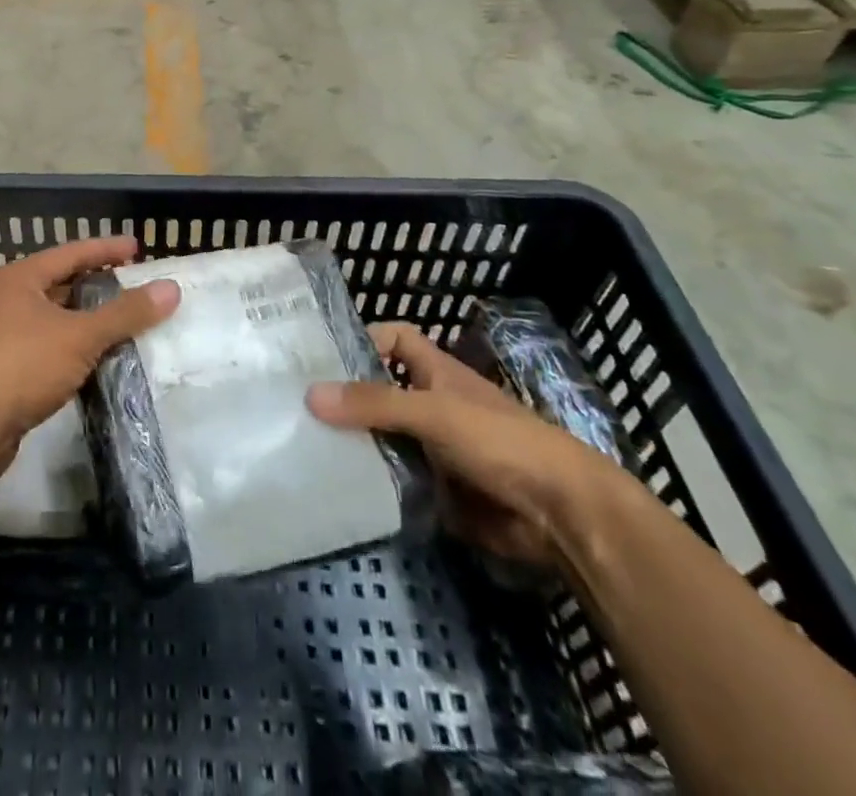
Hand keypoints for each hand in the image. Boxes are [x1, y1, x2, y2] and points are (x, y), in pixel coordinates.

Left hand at [0, 236, 178, 477]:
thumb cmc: (21, 364)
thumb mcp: (80, 335)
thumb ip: (125, 313)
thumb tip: (171, 289)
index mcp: (22, 278)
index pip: (72, 253)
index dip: (106, 249)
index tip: (137, 248)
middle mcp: (10, 300)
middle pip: (62, 284)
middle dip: (99, 286)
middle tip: (136, 287)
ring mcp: (5, 337)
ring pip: (57, 320)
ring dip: (89, 321)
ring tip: (126, 323)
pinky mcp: (7, 371)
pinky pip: (51, 349)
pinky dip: (76, 349)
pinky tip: (99, 361)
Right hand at [307, 322, 628, 566]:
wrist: (561, 516)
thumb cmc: (500, 442)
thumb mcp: (434, 412)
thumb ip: (375, 403)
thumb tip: (310, 394)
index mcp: (435, 373)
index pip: (394, 339)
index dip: (363, 339)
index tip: (320, 355)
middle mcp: (431, 405)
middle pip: (379, 391)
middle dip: (345, 397)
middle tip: (294, 404)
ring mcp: (433, 449)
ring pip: (383, 437)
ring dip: (353, 442)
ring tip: (302, 444)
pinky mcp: (436, 490)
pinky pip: (394, 479)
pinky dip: (370, 482)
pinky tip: (335, 486)